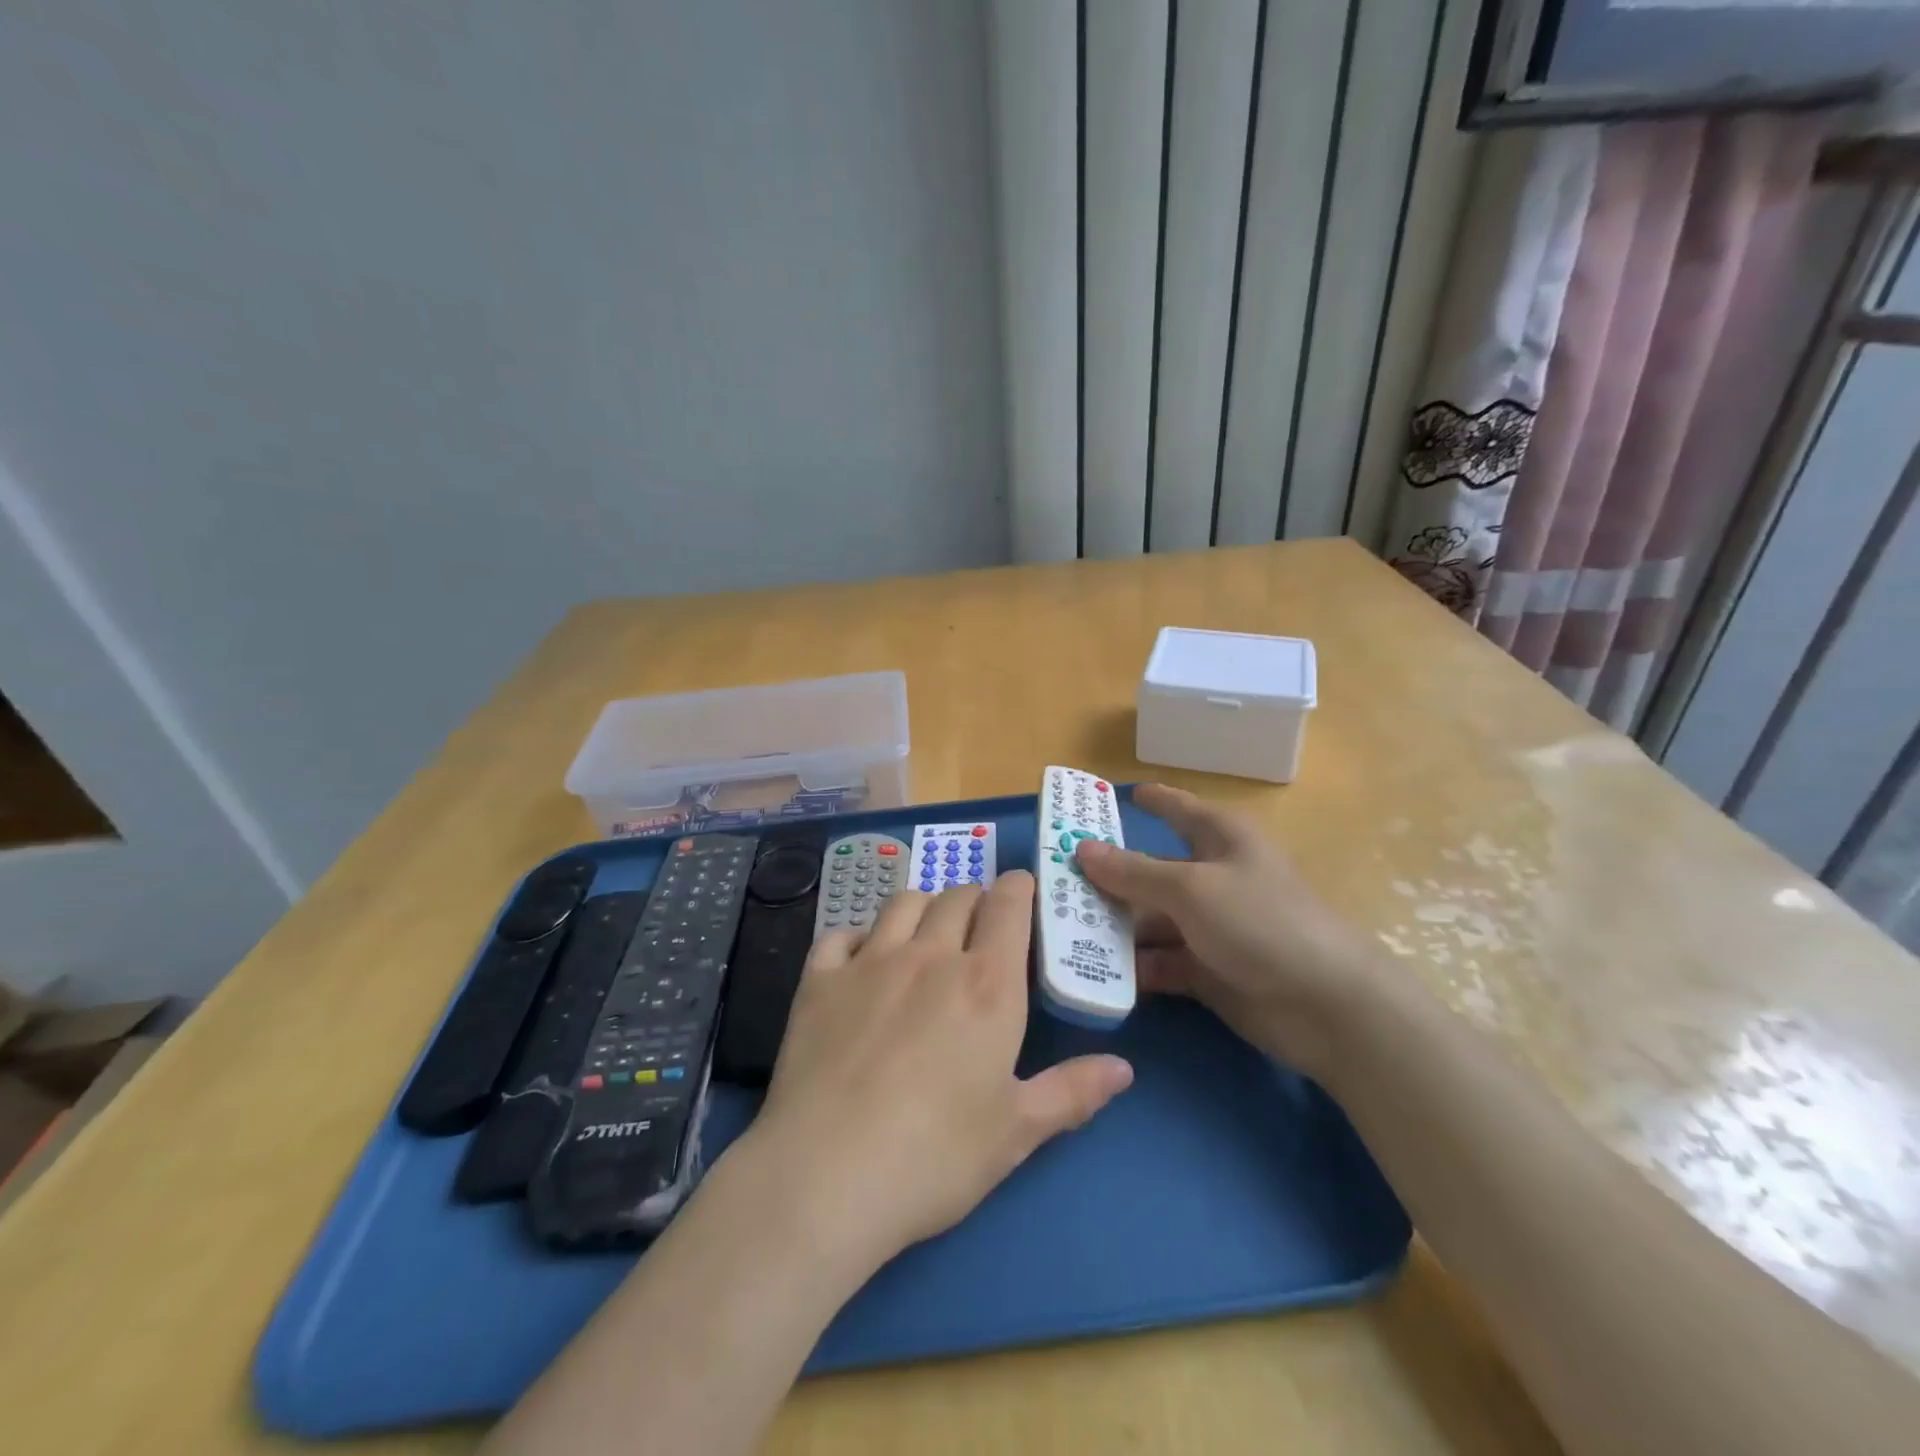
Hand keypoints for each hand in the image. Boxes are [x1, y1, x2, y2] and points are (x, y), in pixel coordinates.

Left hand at [738, 873, 1133, 1273]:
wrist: (826, 1176)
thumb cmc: (935, 1156)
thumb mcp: (1017, 1132)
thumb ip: (1072, 1092)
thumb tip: (1124, 1068)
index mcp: (986, 983)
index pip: (1007, 905)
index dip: (1018, 889)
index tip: (1023, 891)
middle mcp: (930, 956)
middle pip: (957, 896)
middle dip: (975, 899)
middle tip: (980, 926)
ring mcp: (869, 962)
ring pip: (903, 903)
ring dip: (924, 907)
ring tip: (928, 933)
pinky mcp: (819, 980)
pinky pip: (841, 935)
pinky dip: (858, 937)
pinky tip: (861, 961)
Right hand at [1075, 784, 1382, 1078]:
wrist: (1327, 1006)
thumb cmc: (1260, 922)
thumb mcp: (1191, 889)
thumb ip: (1133, 871)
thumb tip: (1082, 848)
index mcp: (1220, 839)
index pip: (1177, 809)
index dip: (1149, 800)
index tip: (1114, 797)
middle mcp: (1213, 877)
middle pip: (1150, 871)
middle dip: (1107, 879)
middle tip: (1054, 885)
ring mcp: (1210, 926)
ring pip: (1150, 919)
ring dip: (1114, 928)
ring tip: (1062, 934)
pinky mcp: (1208, 969)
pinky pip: (1160, 961)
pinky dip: (1135, 967)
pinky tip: (1097, 972)